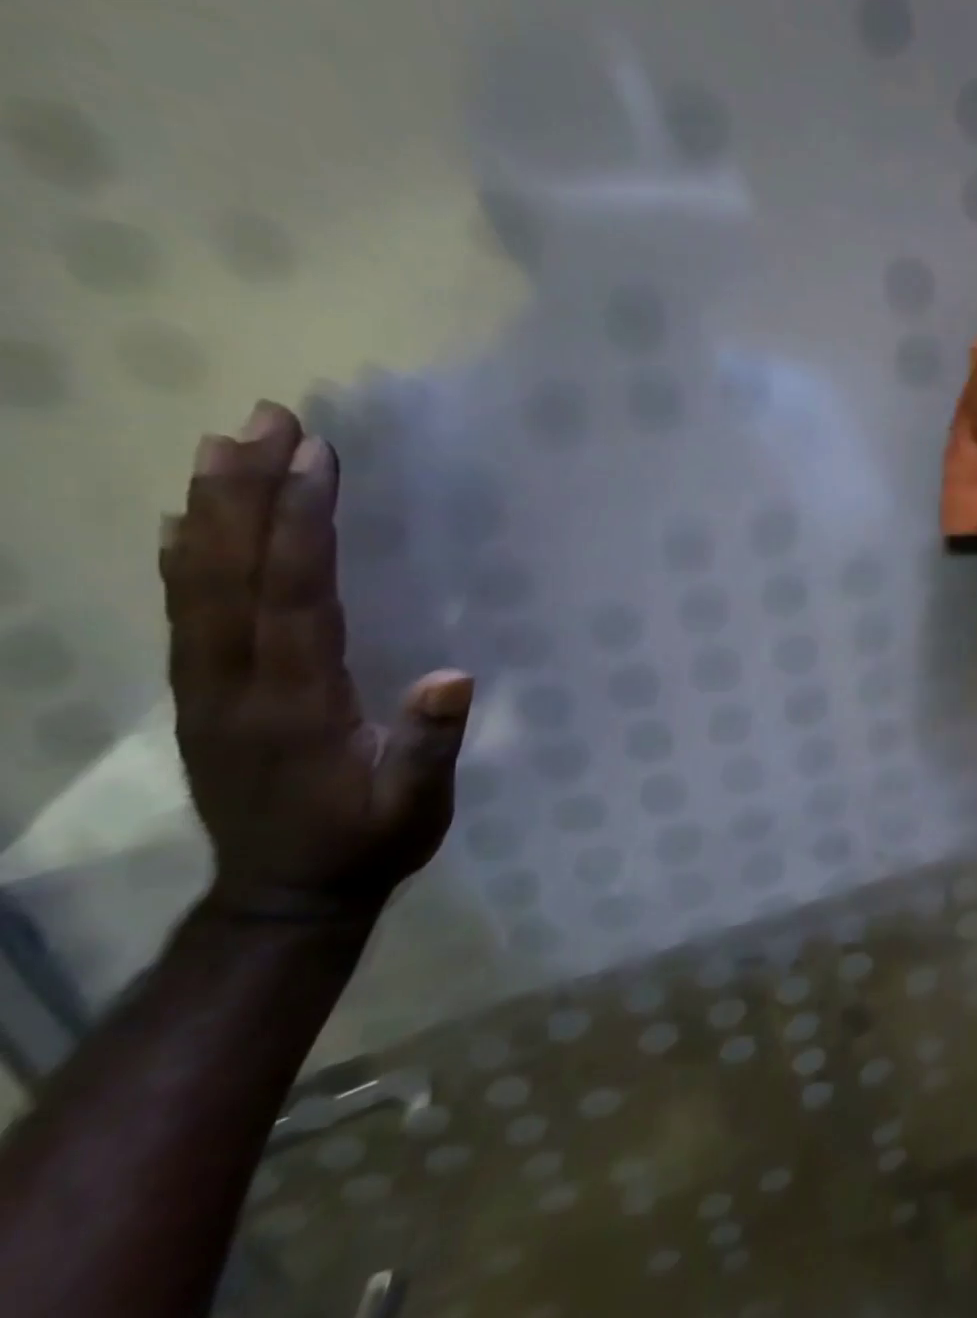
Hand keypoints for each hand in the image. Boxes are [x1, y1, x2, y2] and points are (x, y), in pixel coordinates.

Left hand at [161, 401, 472, 921]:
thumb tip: (453, 677)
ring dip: (209, 508)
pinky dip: (183, 557)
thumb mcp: (415, 806)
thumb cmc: (367, 843)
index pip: (294, 595)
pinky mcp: (202, 695)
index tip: (314, 457)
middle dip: (247, 489)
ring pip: (196, 583)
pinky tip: (186, 522)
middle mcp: (236, 683)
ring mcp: (208, 688)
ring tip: (221, 445)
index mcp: (296, 703)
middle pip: (230, 572)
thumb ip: (429, 745)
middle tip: (264, 420)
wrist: (283, 898)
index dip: (301, 523)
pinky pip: (184, 612)